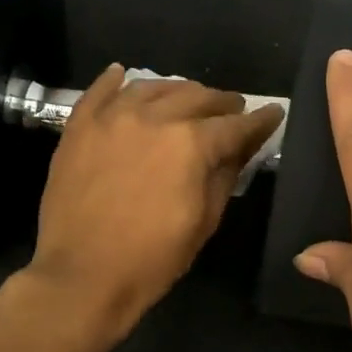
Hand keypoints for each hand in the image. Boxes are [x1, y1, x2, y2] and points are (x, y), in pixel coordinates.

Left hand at [29, 66, 283, 338]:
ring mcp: (112, 118)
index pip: (235, 125)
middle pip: (196, 97)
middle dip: (221, 102)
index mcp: (191, 144)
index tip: (273, 113)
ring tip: (187, 98)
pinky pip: (99, 91)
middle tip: (232, 110)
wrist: (83, 276)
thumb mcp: (204, 221)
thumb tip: (240, 150)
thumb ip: (225, 176)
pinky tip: (123, 75)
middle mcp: (154, 118)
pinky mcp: (79, 127)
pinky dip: (114, 81)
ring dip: (177, 90)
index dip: (259, 120)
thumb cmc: (153, 258)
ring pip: (152, 87)